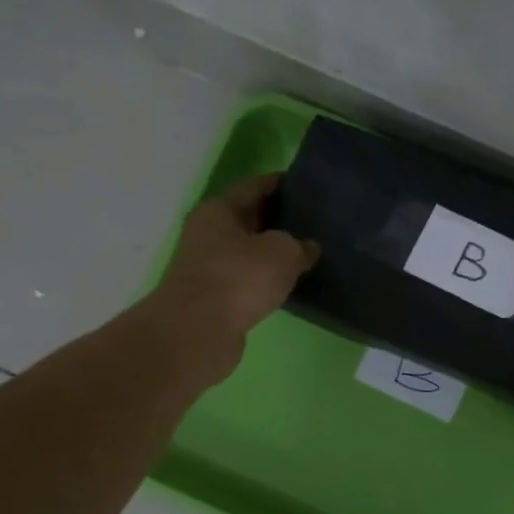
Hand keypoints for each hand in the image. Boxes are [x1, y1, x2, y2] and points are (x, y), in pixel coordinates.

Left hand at [149, 174, 317, 362]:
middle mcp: (208, 233)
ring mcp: (208, 267)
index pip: (256, 186)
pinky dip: (265, 279)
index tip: (309, 184)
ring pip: (248, 251)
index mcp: (219, 209)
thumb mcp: (282, 252)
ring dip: (272, 252)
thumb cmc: (239, 278)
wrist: (199, 330)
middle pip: (250, 218)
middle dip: (279, 219)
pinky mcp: (214, 297)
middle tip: (315, 221)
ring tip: (307, 253)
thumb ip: (299, 245)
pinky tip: (288, 283)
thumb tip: (307, 248)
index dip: (283, 183)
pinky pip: (247, 279)